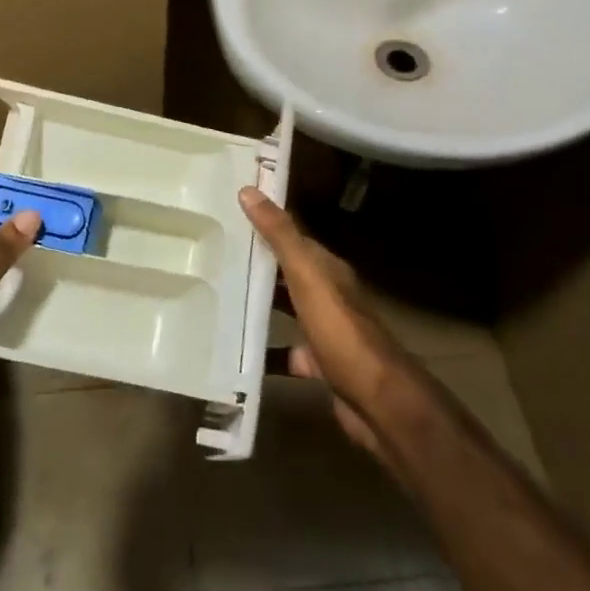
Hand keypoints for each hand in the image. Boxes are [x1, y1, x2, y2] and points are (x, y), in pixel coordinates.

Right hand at [239, 187, 434, 462]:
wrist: (377, 401)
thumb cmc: (341, 331)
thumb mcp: (307, 275)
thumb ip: (280, 235)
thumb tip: (249, 189)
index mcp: (327, 268)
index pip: (292, 236)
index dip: (264, 223)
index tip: (228, 213)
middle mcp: (328, 294)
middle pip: (288, 272)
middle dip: (257, 263)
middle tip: (212, 254)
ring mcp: (326, 331)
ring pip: (288, 310)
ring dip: (260, 304)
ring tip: (219, 297)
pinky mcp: (320, 365)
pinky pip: (288, 352)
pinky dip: (267, 351)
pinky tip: (239, 351)